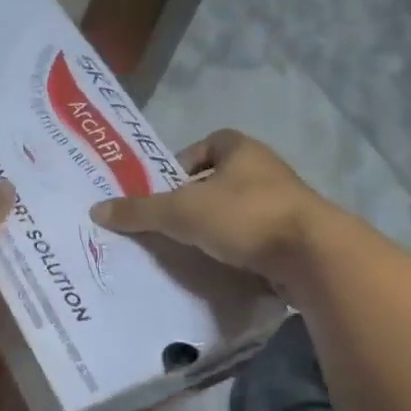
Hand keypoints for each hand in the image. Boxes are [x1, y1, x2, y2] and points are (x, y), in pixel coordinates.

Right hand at [89, 130, 330, 291]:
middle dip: (199, 198)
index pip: (211, 142)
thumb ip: (139, 211)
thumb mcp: (181, 212)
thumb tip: (97, 210)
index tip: (168, 185)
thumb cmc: (244, 216)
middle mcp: (268, 171)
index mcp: (242, 151)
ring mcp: (287, 206)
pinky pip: (259, 240)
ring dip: (220, 227)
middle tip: (172, 221)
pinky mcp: (298, 240)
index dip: (186, 160)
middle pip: (224, 179)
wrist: (314, 257)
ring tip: (191, 249)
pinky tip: (222, 269)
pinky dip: (240, 251)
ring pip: (242, 211)